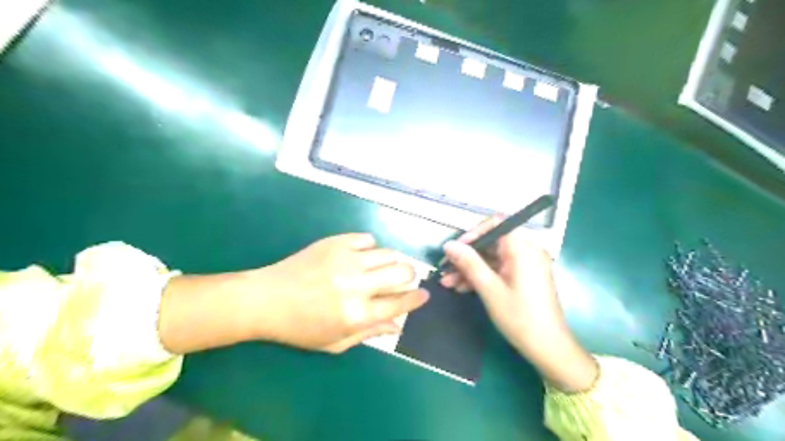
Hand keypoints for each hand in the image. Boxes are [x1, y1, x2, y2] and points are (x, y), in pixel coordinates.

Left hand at [158, 235, 427, 354]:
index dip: (417, 299)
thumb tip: (398, 326)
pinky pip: (367, 239)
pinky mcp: (335, 242)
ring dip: (393, 262)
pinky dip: (371, 248)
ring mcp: (347, 260)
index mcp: (357, 314)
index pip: (400, 303)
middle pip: (402, 272)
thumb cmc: (300, 328)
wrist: (266, 299)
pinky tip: (362, 257)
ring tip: (383, 269)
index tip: (424, 295)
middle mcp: (357, 284)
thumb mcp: (335, 342)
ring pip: (389, 253)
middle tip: (403, 281)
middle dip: (409, 277)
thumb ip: (370, 333)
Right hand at [441, 217, 595, 392]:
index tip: (455, 249)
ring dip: (469, 268)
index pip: (496, 224)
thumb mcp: (490, 289)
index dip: (473, 233)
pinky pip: (498, 269)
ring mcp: (525, 264)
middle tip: (445, 269)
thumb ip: (469, 263)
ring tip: (447, 283)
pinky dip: (481, 276)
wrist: (548, 348)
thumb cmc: (520, 317)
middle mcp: (526, 250)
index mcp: (523, 248)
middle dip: (466, 255)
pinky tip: (462, 288)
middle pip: (491, 242)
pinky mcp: (522, 276)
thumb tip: (448, 245)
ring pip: (491, 257)